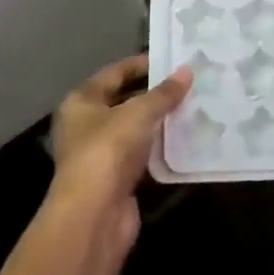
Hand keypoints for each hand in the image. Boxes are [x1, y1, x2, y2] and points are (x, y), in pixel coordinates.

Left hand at [48, 54, 190, 249]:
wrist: (94, 215)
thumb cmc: (108, 150)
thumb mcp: (139, 113)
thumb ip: (164, 93)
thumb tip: (187, 70)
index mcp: (81, 101)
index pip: (114, 73)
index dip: (142, 64)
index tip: (172, 58)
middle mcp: (85, 125)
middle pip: (123, 100)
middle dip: (154, 93)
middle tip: (187, 82)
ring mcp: (100, 154)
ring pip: (134, 129)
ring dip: (159, 121)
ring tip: (192, 106)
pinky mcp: (115, 178)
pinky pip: (141, 154)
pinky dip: (159, 147)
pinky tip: (184, 138)